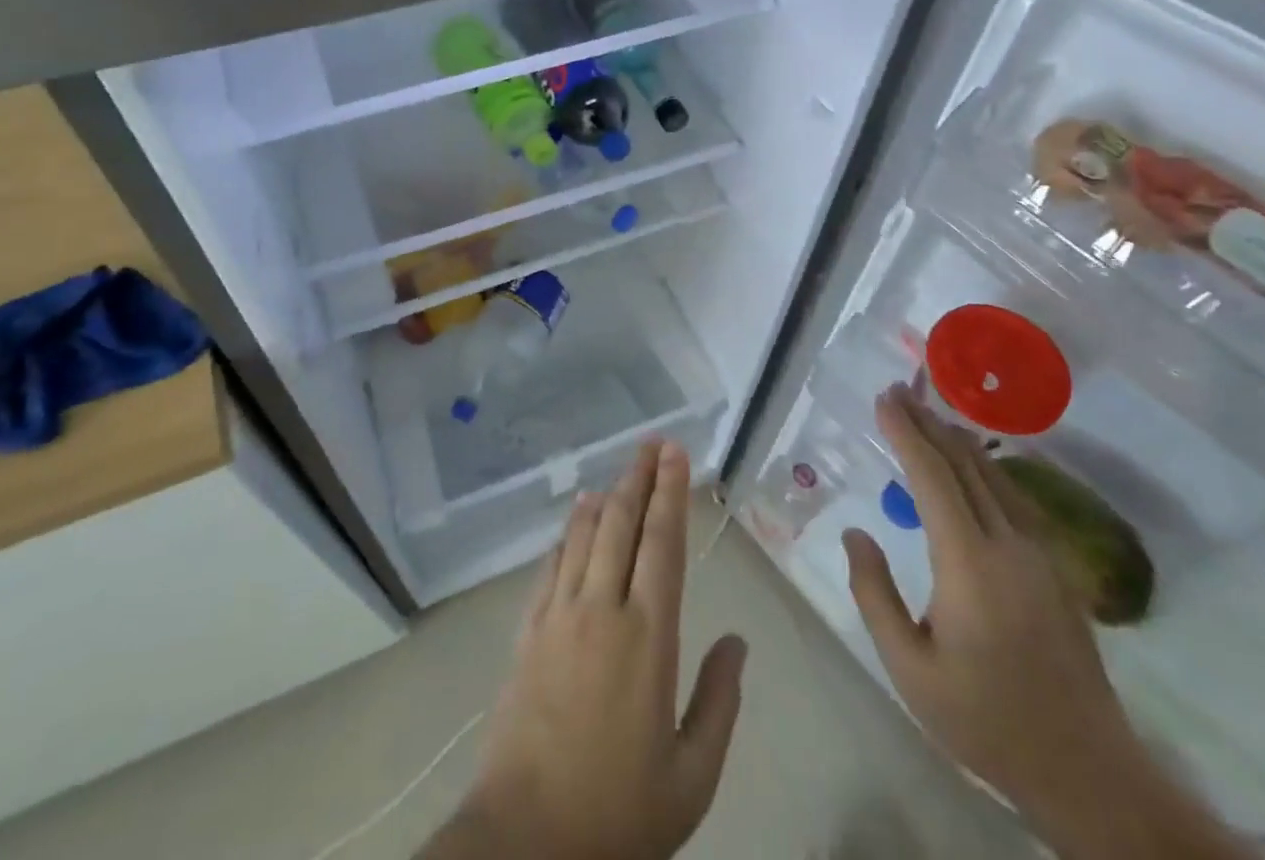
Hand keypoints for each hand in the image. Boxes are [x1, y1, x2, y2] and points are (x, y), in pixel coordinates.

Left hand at [425, 441, 747, 859]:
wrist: (526, 841)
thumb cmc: (618, 813)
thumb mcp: (691, 777)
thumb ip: (719, 702)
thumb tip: (737, 642)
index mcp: (648, 636)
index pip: (662, 543)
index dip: (670, 493)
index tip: (676, 455)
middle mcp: (602, 609)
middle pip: (621, 524)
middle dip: (639, 478)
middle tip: (652, 445)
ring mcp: (559, 615)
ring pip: (584, 535)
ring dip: (604, 497)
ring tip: (619, 472)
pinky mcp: (528, 630)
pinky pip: (551, 564)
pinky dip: (567, 533)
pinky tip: (576, 519)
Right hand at [841, 386, 1136, 819]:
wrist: (1087, 771)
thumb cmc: (985, 720)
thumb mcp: (909, 668)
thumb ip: (874, 593)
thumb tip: (856, 533)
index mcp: (969, 564)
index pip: (933, 478)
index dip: (906, 434)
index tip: (883, 400)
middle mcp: (1008, 545)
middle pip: (965, 466)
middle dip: (928, 424)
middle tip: (898, 392)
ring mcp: (1041, 555)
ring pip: (995, 477)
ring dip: (957, 441)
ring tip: (928, 415)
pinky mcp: (1058, 569)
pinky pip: (1015, 498)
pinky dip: (986, 468)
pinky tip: (976, 464)